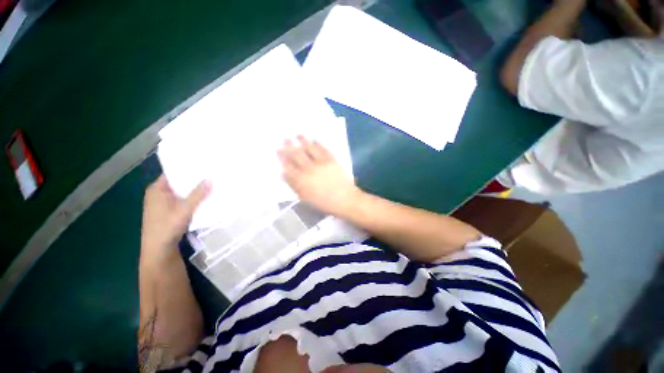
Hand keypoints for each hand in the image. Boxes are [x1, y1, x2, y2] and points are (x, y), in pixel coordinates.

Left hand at [141, 175, 210, 262]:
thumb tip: (211, 178)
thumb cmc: (167, 227)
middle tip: (211, 173)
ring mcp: (162, 203)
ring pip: (181, 192)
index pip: (173, 173)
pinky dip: (191, 198)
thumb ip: (198, 194)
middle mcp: (158, 194)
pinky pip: (182, 200)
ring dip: (194, 190)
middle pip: (178, 182)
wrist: (159, 250)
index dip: (187, 168)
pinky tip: (204, 198)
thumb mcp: (185, 209)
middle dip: (194, 179)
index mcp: (157, 189)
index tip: (204, 165)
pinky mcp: (168, 212)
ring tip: (211, 183)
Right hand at [278, 136, 360, 215]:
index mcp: (301, 180)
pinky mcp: (331, 160)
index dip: (282, 157)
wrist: (344, 199)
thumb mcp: (305, 197)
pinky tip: (314, 140)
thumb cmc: (323, 202)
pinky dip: (317, 143)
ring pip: (309, 148)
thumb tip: (282, 174)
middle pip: (296, 154)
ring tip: (297, 134)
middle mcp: (309, 168)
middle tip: (284, 138)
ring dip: (302, 140)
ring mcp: (321, 162)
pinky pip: (323, 149)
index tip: (278, 150)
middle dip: (289, 146)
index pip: (288, 165)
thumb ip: (293, 185)